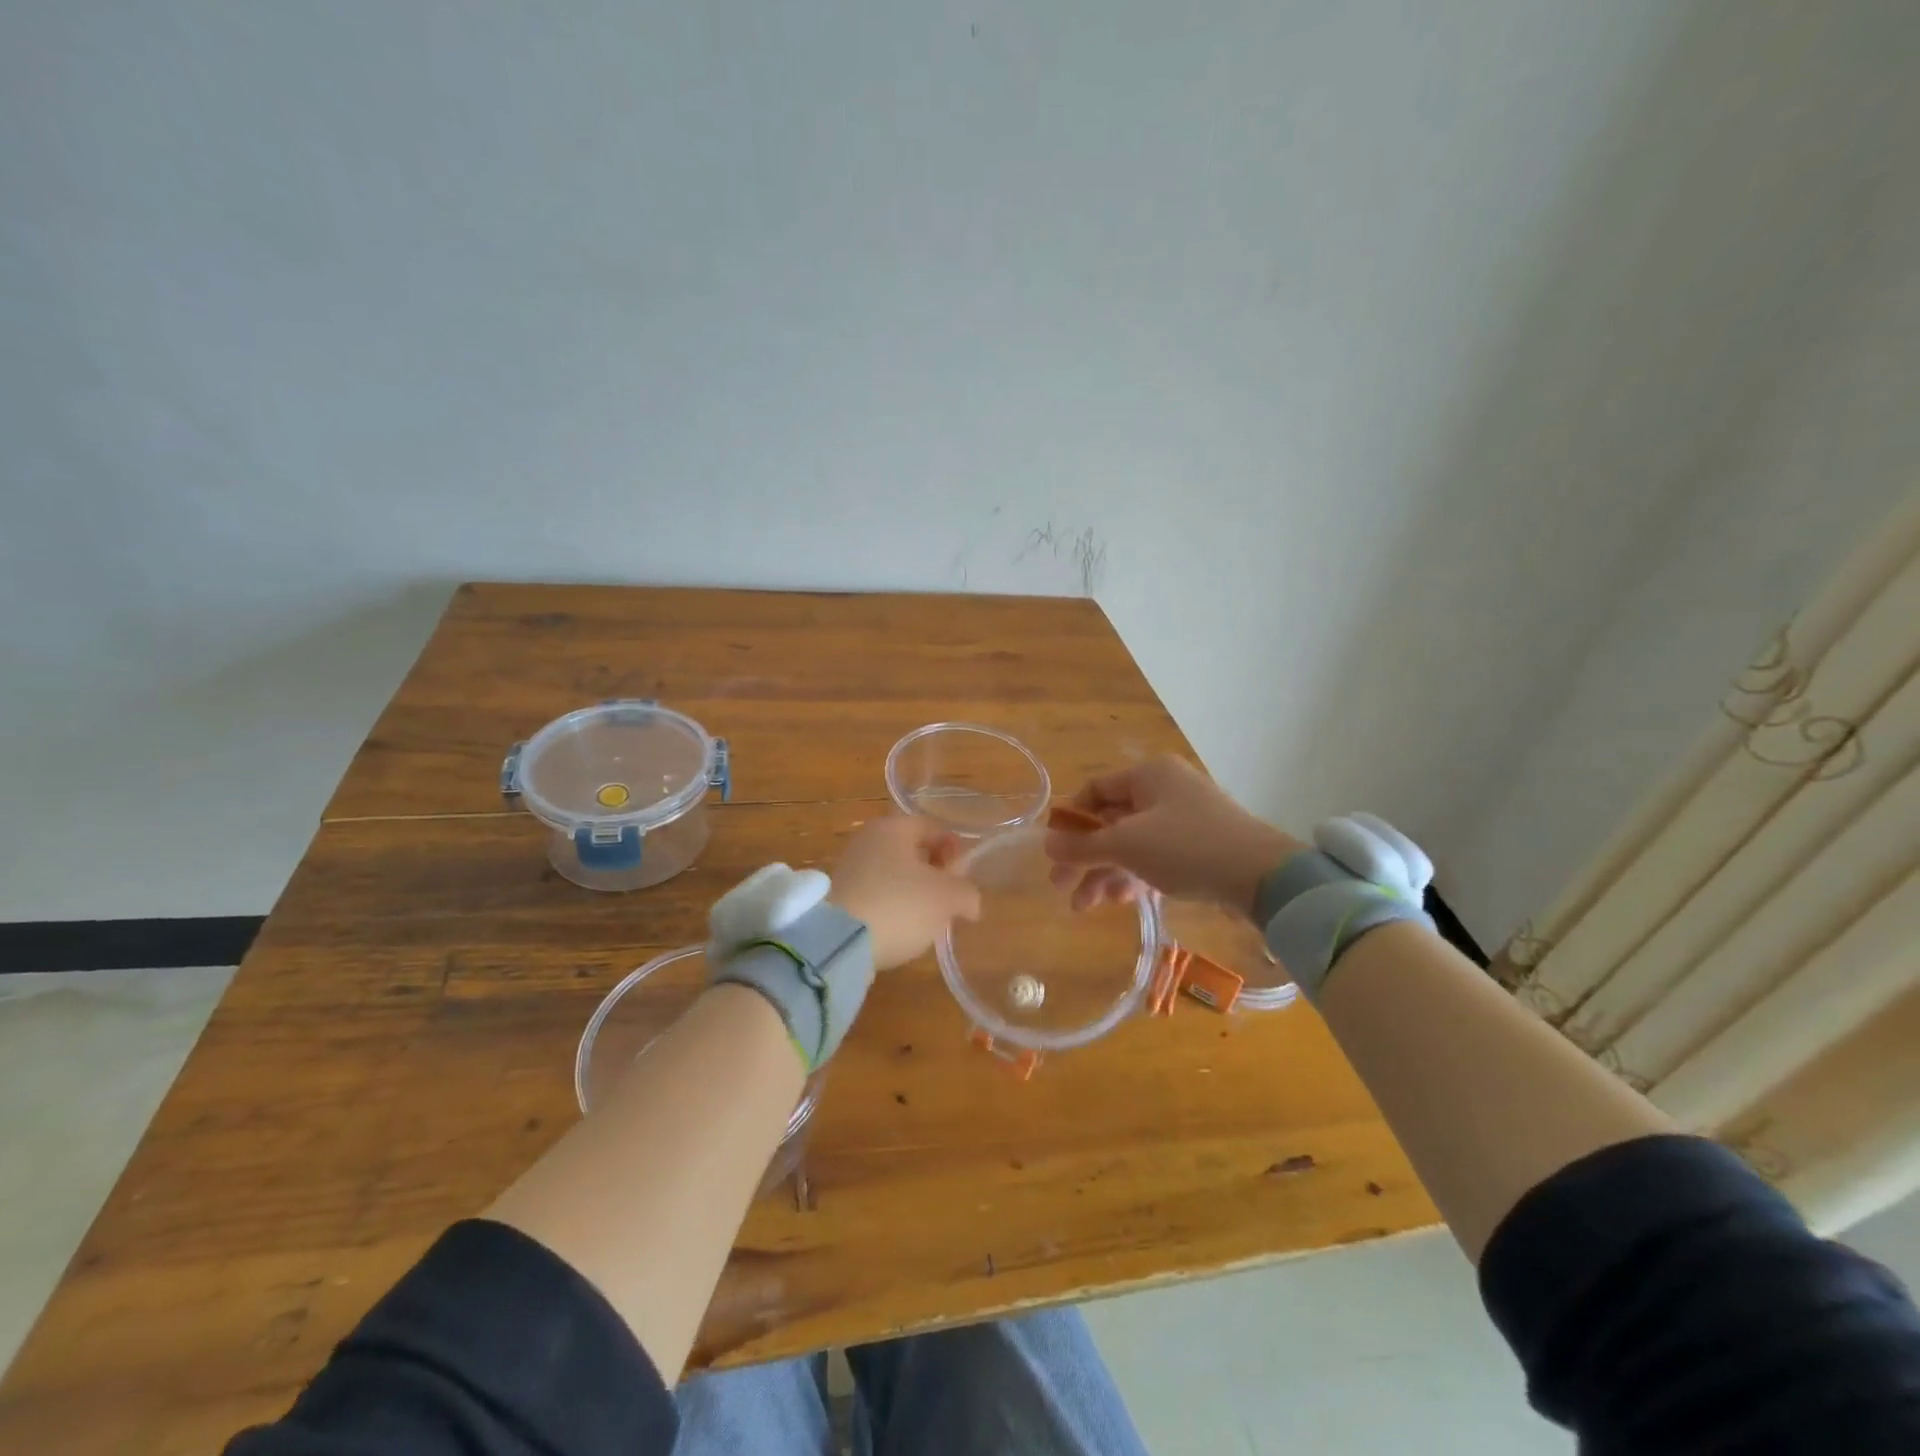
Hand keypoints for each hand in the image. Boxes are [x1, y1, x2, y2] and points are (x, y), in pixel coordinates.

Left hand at [828, 817, 982, 970]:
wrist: (837, 942)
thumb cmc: (899, 905)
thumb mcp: (946, 898)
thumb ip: (966, 893)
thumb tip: (969, 902)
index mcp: (893, 828)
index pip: (933, 828)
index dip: (954, 850)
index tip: (963, 878)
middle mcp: (867, 840)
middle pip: (911, 851)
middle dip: (934, 873)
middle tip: (948, 900)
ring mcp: (848, 868)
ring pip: (892, 874)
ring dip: (912, 892)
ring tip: (926, 920)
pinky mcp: (837, 897)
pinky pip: (875, 895)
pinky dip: (890, 907)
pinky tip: (899, 929)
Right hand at [1045, 757, 1304, 915]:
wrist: (1262, 876)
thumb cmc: (1187, 847)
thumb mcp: (1127, 845)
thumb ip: (1083, 846)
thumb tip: (1045, 844)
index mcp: (1148, 774)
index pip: (1095, 790)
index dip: (1070, 820)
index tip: (1052, 851)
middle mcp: (1165, 790)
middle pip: (1110, 821)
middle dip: (1084, 856)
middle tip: (1060, 887)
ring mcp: (1183, 819)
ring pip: (1131, 843)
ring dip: (1105, 873)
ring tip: (1085, 907)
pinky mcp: (1197, 847)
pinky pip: (1153, 857)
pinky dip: (1133, 876)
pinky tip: (1118, 901)